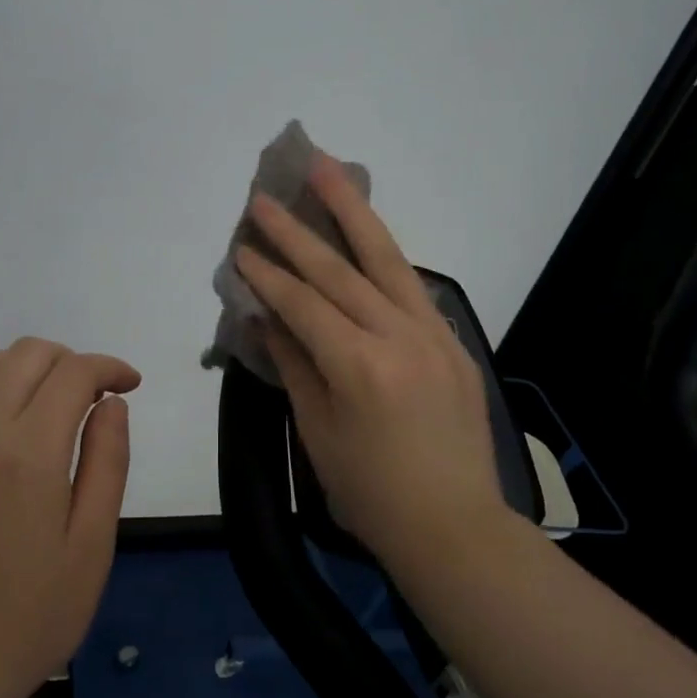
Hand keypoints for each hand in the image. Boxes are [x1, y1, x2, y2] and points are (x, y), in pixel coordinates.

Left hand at [0, 338, 140, 697]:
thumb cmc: (34, 614)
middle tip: (95, 398)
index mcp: (29, 454)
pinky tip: (7, 421)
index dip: (109, 367)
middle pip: (28, 354)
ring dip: (27, 367)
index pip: (73, 374)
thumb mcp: (93, 543)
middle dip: (71, 361)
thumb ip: (108, 461)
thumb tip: (113, 402)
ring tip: (51, 404)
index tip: (130, 385)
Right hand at [233, 155, 507, 569]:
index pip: (302, 304)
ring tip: (328, 170)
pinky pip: (412, 288)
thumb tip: (268, 317)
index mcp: (358, 366)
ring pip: (387, 259)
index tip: (241, 247)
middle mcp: (399, 337)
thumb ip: (294, 365)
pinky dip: (384, 257)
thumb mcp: (318, 433)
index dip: (267, 274)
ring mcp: (433, 334)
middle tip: (266, 194)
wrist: (455, 527)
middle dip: (298, 229)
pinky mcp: (454, 342)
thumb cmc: (371, 493)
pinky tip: (366, 236)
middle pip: (341, 269)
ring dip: (354, 211)